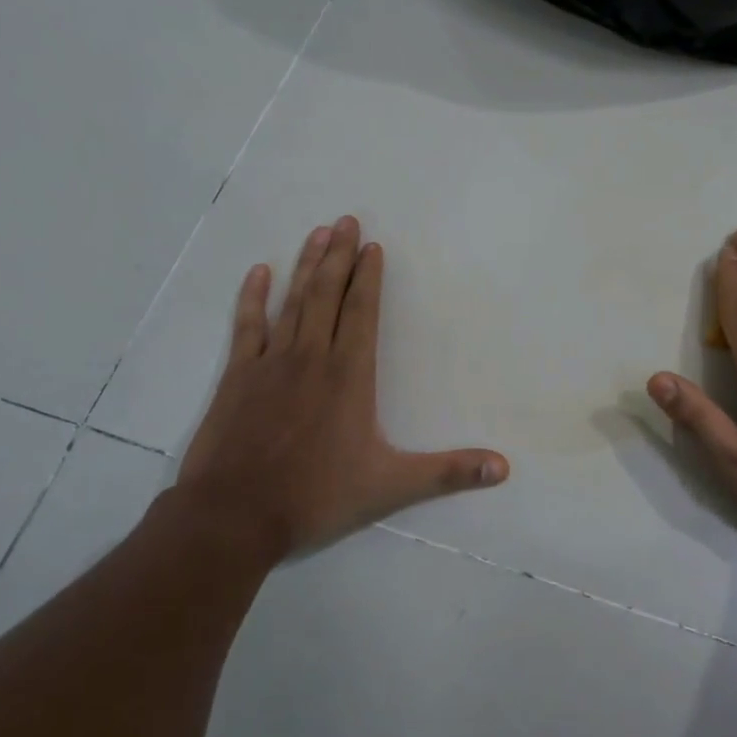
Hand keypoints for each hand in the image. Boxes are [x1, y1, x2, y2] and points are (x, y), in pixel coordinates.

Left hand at [173, 216, 507, 564]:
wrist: (233, 516)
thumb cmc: (316, 497)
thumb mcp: (390, 487)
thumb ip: (448, 472)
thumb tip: (504, 468)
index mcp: (349, 376)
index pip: (362, 313)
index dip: (369, 278)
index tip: (372, 246)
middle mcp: (312, 357)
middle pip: (328, 295)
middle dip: (338, 256)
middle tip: (346, 220)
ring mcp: (271, 363)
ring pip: (293, 302)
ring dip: (306, 265)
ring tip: (317, 233)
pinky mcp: (238, 376)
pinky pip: (247, 326)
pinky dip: (253, 298)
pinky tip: (259, 272)